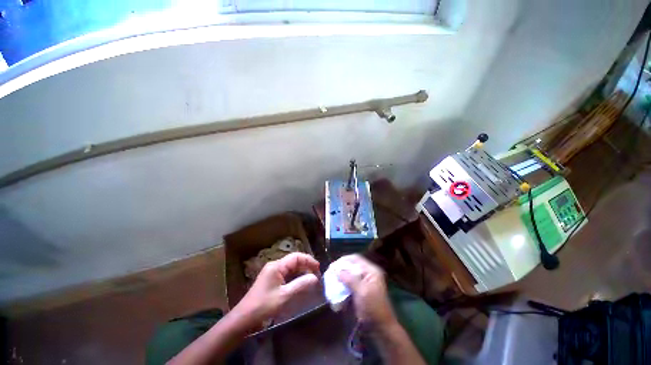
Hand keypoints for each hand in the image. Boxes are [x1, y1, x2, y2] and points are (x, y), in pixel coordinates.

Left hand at [231, 253, 319, 330]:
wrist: (244, 319)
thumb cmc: (264, 306)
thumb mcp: (284, 296)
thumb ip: (301, 284)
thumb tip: (315, 277)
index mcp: (277, 266)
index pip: (297, 257)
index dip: (309, 260)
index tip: (318, 268)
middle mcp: (275, 265)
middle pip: (294, 261)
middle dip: (306, 266)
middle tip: (317, 275)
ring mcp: (273, 272)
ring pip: (291, 268)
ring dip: (302, 272)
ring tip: (311, 279)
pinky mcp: (272, 280)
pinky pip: (287, 274)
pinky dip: (296, 277)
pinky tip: (301, 283)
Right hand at [336, 255, 396, 327]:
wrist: (381, 329)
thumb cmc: (373, 308)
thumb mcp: (362, 292)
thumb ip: (349, 279)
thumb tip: (336, 269)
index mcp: (371, 271)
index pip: (356, 259)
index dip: (344, 260)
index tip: (333, 265)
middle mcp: (368, 274)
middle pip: (352, 266)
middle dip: (341, 268)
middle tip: (330, 271)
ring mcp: (365, 282)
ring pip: (350, 274)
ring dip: (341, 276)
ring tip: (331, 278)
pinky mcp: (361, 290)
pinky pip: (350, 283)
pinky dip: (343, 284)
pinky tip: (336, 287)